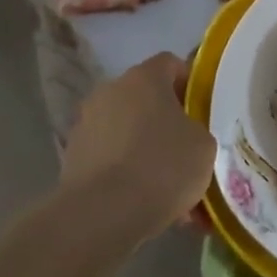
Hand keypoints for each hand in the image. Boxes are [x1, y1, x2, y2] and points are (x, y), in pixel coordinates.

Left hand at [57, 52, 214, 240]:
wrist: (105, 213)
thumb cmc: (163, 166)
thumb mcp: (204, 145)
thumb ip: (197, 130)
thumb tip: (184, 134)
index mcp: (144, 78)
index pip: (170, 63)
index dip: (189, 82)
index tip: (201, 109)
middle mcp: (110, 91)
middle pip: (144, 97)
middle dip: (164, 119)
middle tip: (185, 148)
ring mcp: (86, 123)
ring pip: (126, 129)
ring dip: (143, 147)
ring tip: (165, 185)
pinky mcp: (72, 156)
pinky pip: (109, 157)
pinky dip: (125, 172)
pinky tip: (143, 202)